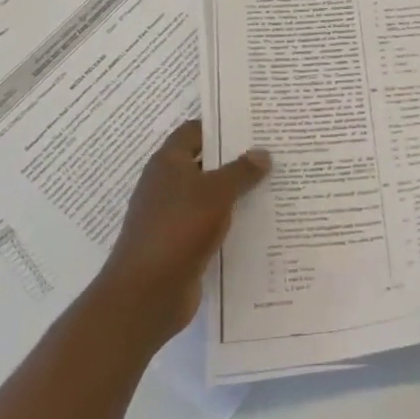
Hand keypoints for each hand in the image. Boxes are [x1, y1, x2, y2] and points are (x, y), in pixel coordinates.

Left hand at [98, 120, 269, 340]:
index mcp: (167, 163)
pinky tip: (258, 221)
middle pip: (204, 163)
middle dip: (234, 159)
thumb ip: (241, 170)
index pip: (195, 131)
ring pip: (208, 195)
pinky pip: (209, 224)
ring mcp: (171, 216)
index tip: (253, 125)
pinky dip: (229, 221)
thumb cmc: (179, 228)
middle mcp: (166, 185)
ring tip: (273, 184)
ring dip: (235, 192)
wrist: (146, 293)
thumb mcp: (217, 192)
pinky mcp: (179, 244)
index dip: (221, 126)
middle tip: (272, 153)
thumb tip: (263, 152)